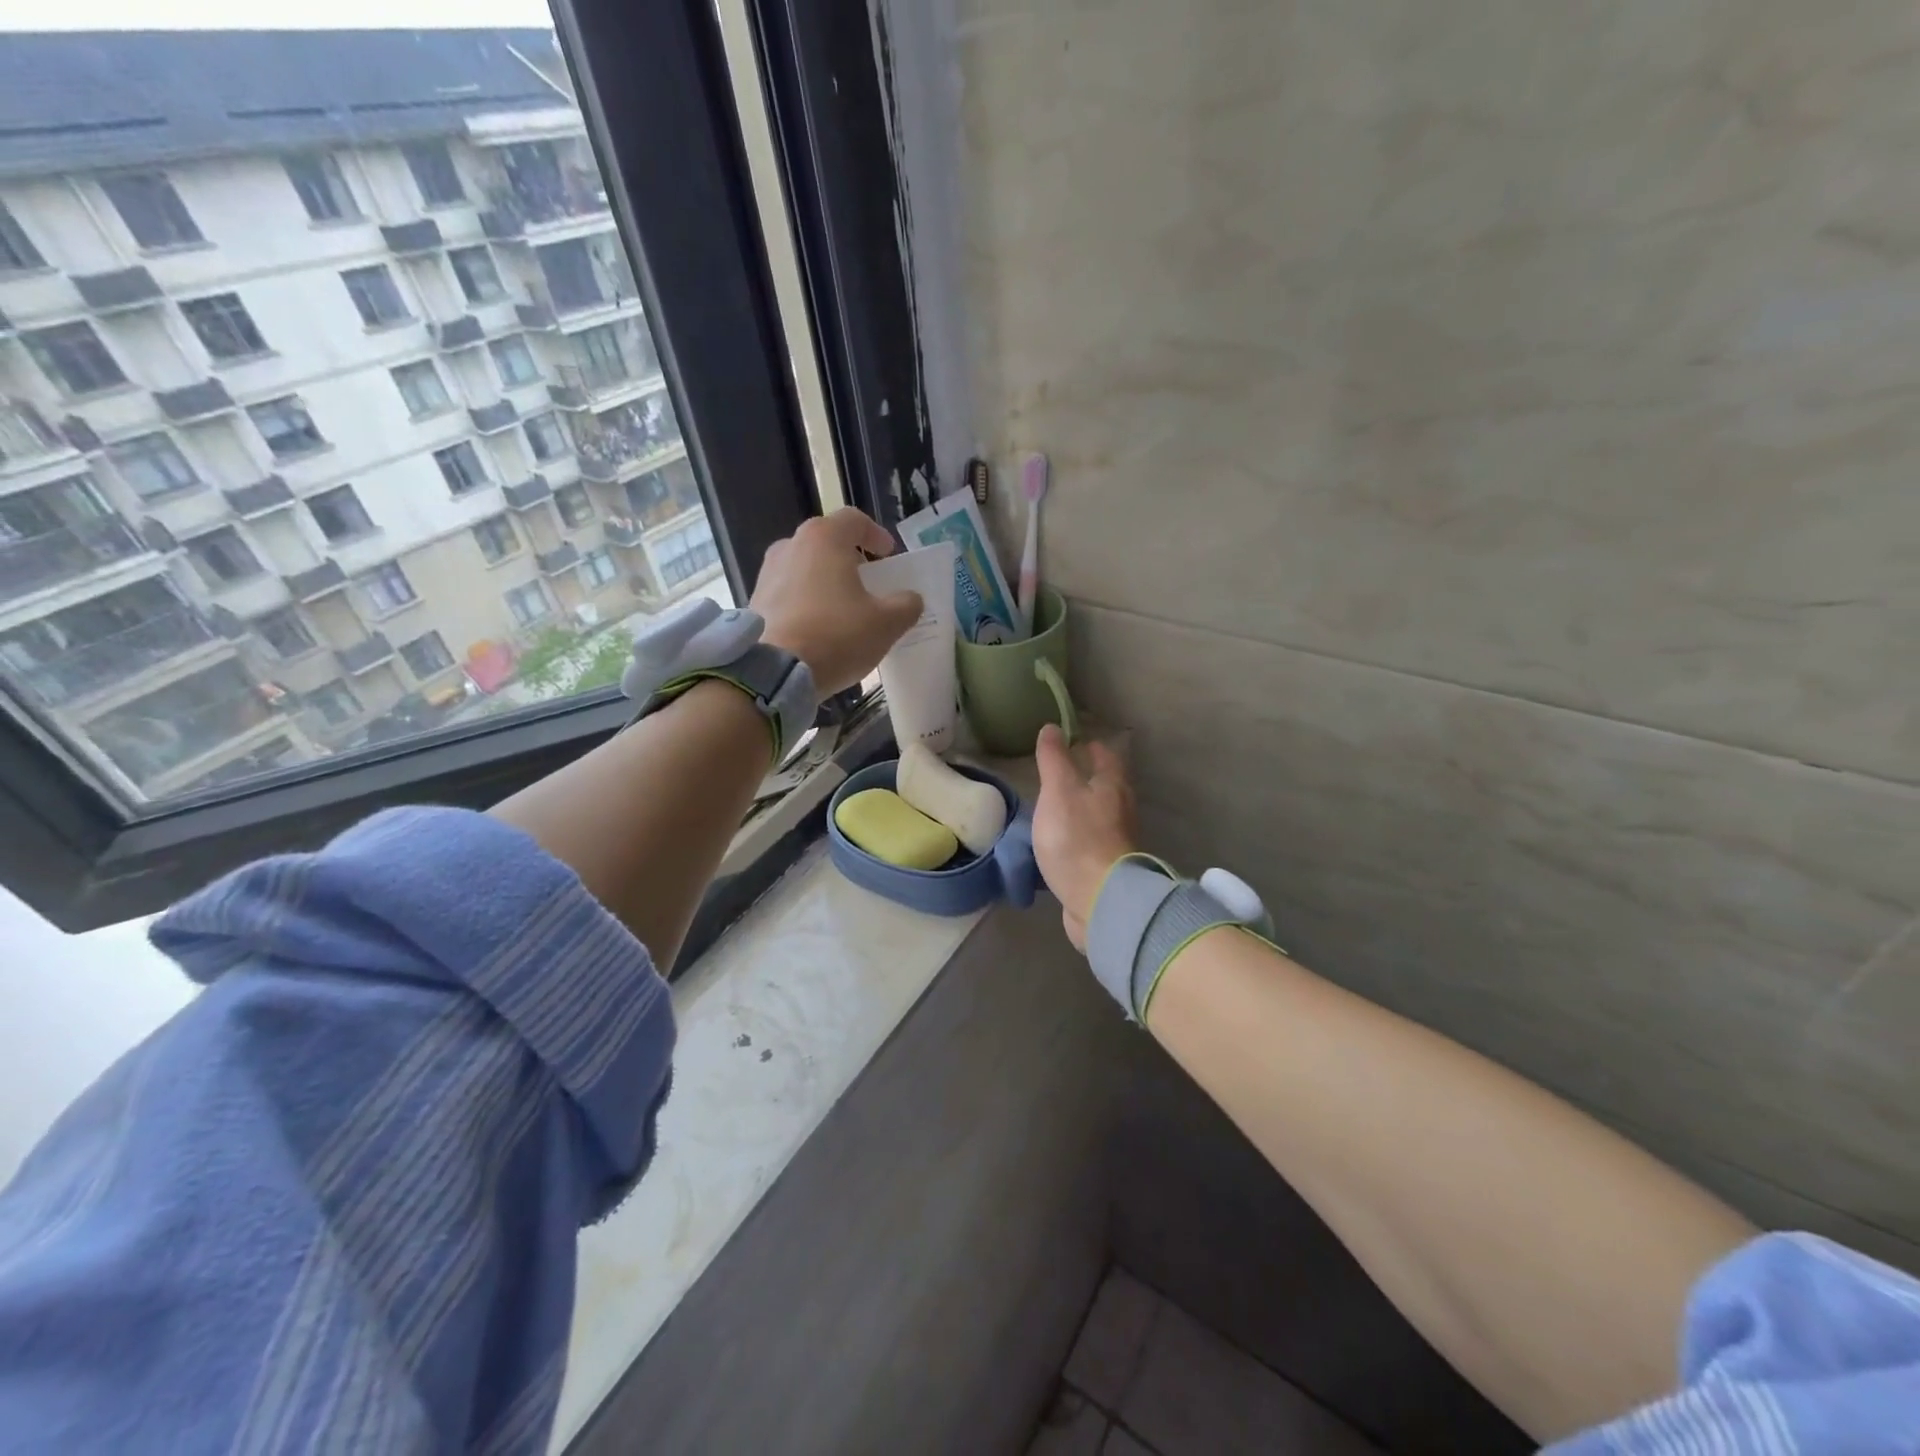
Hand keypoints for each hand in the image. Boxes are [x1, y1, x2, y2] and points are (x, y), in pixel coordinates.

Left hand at [752, 508, 922, 695]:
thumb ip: (906, 605)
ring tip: (842, 608)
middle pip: (826, 543)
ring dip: (824, 581)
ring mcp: (767, 573)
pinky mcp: (754, 602)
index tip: (888, 555)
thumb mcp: (886, 623)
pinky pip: (788, 593)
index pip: (854, 520)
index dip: (875, 534)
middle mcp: (791, 546)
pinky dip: (805, 602)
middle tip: (866, 581)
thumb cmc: (837, 636)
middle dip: (849, 559)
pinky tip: (817, 629)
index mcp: (824, 539)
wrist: (774, 673)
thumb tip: (910, 599)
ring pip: (804, 568)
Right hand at [1033, 723, 1139, 951]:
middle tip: (1062, 771)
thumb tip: (1052, 727)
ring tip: (1057, 805)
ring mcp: (1117, 840)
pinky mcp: (1107, 866)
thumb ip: (1054, 759)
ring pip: (1100, 813)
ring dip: (1083, 806)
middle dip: (1088, 776)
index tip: (1073, 740)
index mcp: (1113, 785)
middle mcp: (1121, 809)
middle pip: (1107, 785)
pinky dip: (1079, 834)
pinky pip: (1092, 841)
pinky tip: (1061, 840)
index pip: (1105, 755)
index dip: (1089, 745)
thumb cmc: (1078, 838)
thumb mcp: (1059, 791)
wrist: (1100, 900)